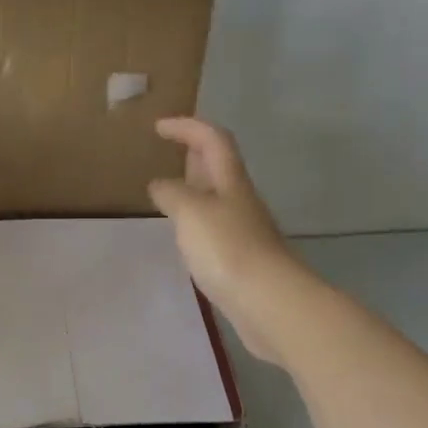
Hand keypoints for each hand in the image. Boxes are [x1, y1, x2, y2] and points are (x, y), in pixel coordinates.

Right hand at [148, 117, 306, 362]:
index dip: (188, 127)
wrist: (268, 301)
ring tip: (169, 194)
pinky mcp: (241, 258)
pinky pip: (215, 228)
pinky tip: (185, 236)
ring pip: (217, 198)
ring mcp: (243, 230)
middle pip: (220, 166)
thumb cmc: (227, 249)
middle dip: (195, 153)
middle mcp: (240, 200)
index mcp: (230, 182)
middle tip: (169, 152)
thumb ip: (172, 194)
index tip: (159, 127)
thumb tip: (160, 185)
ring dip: (195, 189)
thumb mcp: (191, 212)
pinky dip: (197, 221)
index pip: (212, 140)